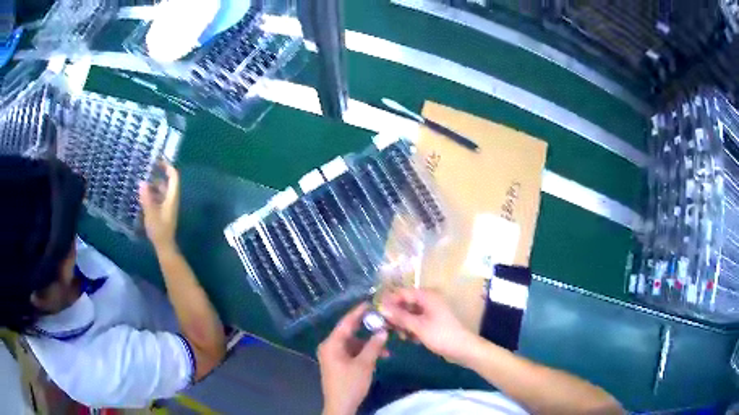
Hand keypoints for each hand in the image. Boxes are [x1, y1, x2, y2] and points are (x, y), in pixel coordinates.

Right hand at [139, 162, 179, 250]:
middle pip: (167, 182)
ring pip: (162, 190)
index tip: (157, 160)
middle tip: (146, 168)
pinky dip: (152, 193)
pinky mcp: (163, 211)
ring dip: (153, 184)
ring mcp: (168, 205)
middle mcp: (171, 199)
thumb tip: (142, 182)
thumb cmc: (159, 230)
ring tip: (142, 179)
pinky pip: (158, 197)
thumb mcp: (151, 213)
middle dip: (158, 174)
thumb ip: (146, 197)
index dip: (167, 166)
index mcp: (172, 197)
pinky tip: (142, 193)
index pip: (173, 176)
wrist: (164, 246)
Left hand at [318, 303, 388, 414]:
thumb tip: (383, 331)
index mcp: (331, 344)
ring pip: (353, 343)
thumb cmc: (350, 383)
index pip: (346, 323)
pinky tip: (379, 356)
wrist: (341, 405)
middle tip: (384, 322)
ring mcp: (333, 355)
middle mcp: (330, 346)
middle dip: (367, 329)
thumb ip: (373, 346)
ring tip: (386, 348)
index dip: (358, 312)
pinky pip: (352, 352)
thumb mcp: (364, 364)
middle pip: (350, 332)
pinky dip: (364, 352)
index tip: (371, 302)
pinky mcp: (338, 363)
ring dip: (368, 344)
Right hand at [380, 288, 475, 363]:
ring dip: (403, 323)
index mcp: (427, 296)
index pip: (402, 292)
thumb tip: (382, 307)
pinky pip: (416, 320)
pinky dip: (411, 328)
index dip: (389, 301)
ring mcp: (431, 311)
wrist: (463, 349)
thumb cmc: (441, 335)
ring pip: (410, 313)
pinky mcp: (432, 321)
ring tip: (401, 336)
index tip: (376, 312)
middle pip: (405, 303)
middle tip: (386, 327)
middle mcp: (428, 300)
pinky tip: (410, 339)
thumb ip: (399, 316)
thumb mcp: (418, 326)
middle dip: (395, 314)